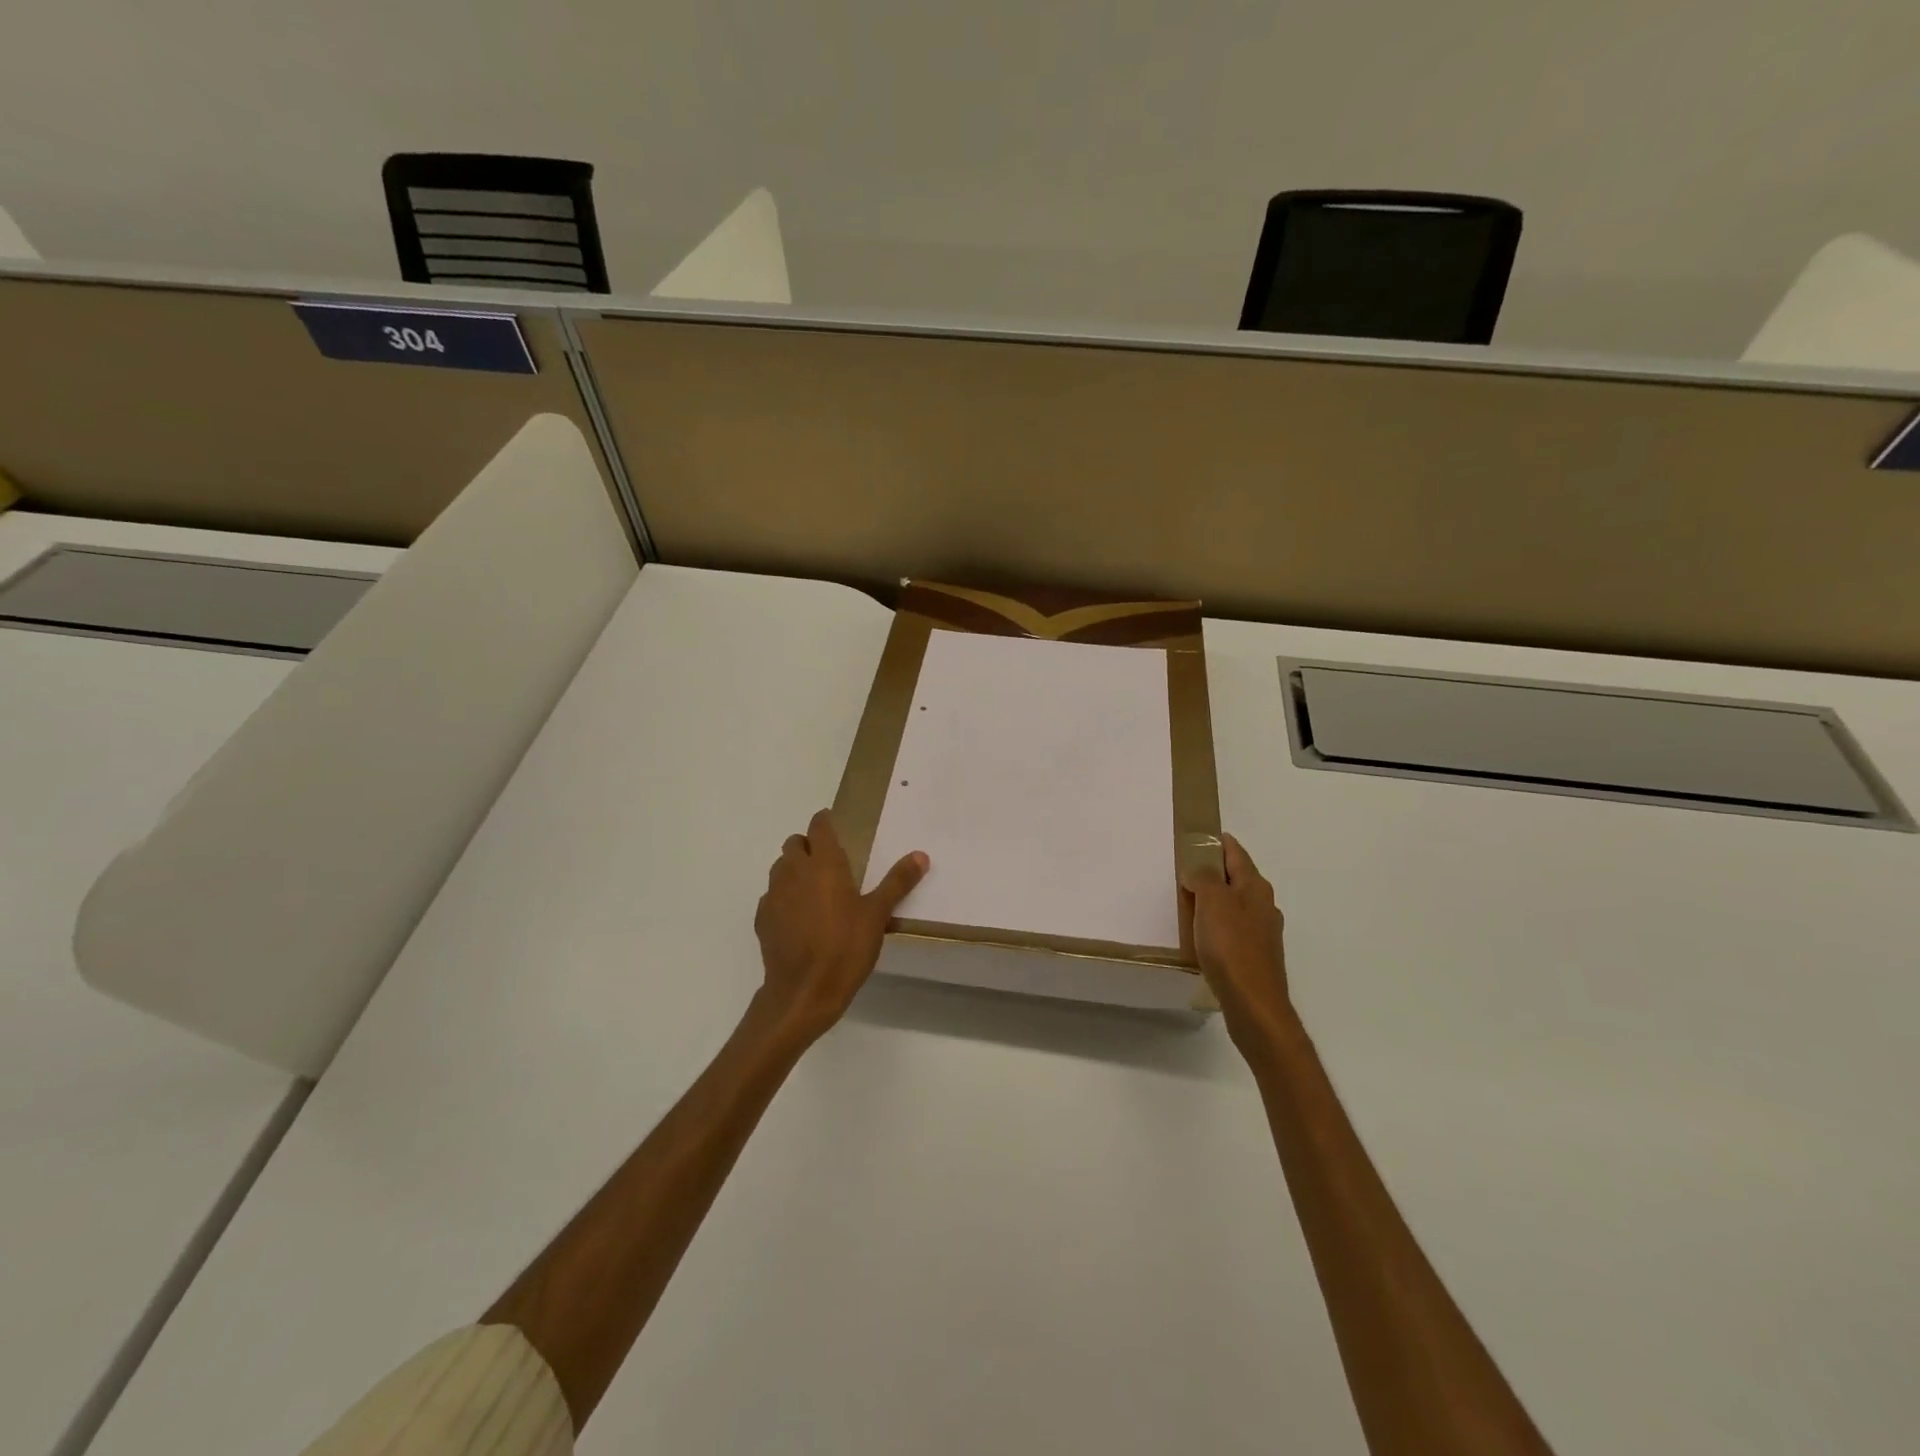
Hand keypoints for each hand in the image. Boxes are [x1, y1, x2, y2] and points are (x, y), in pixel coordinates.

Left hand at [751, 809, 927, 1045]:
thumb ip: (897, 882)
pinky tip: (799, 918)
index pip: (818, 827)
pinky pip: (772, 897)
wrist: (803, 992)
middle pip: (794, 844)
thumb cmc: (845, 947)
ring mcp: (774, 895)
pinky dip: (784, 898)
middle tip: (829, 863)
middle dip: (808, 846)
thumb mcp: (878, 914)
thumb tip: (920, 855)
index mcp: (824, 864)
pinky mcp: (762, 919)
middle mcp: (794, 871)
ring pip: (780, 868)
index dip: (825, 822)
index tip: (834, 826)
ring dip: (794, 870)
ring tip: (814, 890)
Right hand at [1183, 833, 1290, 1052]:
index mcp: (1255, 887)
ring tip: (1189, 903)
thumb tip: (1198, 870)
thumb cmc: (1231, 946)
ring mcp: (1263, 933)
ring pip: (1236, 906)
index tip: (1199, 836)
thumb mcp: (1211, 901)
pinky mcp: (1256, 957)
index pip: (1236, 853)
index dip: (1218, 842)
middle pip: (1237, 879)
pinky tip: (1202, 937)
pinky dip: (1218, 926)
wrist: (1254, 1004)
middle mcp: (1264, 905)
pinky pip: (1234, 931)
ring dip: (1215, 901)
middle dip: (1214, 872)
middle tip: (1185, 870)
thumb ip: (1203, 878)